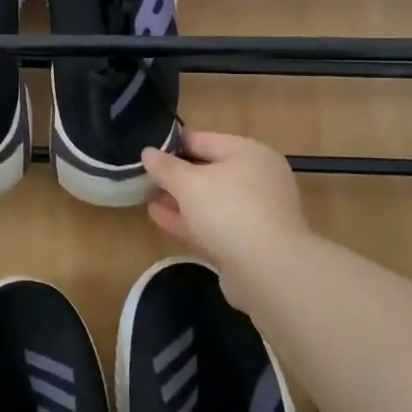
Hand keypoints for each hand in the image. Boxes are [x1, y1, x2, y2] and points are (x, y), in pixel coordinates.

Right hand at [140, 131, 307, 273]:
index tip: (145, 153)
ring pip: (209, 201)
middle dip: (175, 176)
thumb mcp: (189, 182)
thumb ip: (165, 167)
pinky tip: (159, 217)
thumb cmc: (229, 210)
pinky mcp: (247, 243)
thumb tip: (148, 152)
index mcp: (249, 153)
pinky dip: (187, 220)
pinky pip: (212, 225)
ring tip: (147, 198)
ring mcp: (254, 213)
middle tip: (142, 178)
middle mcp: (256, 179)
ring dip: (178, 200)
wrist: (269, 271)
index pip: (203, 140)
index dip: (171, 145)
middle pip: (207, 171)